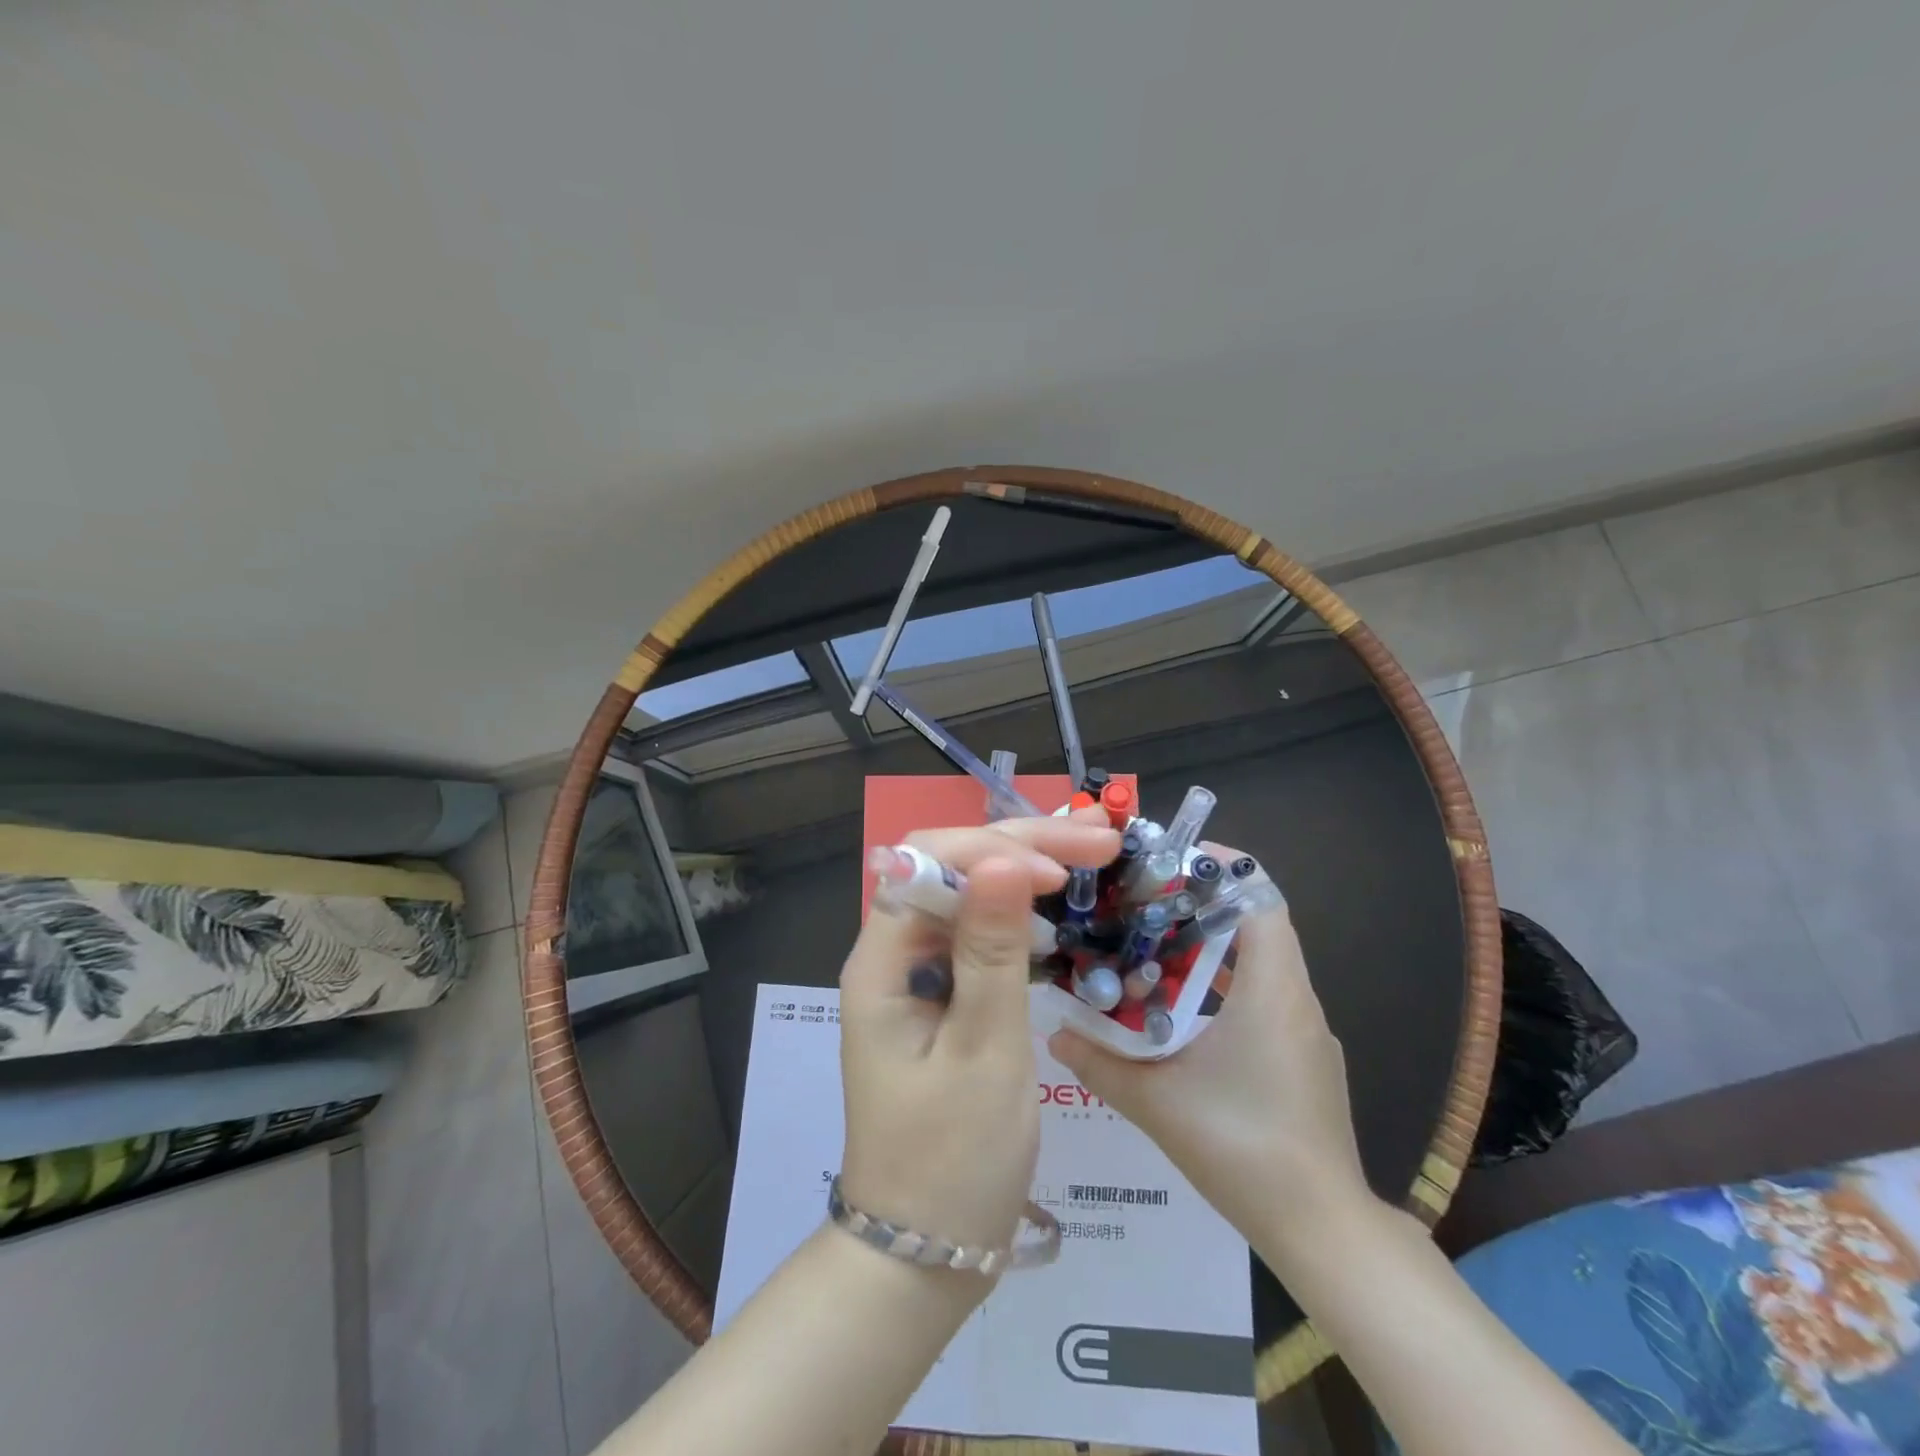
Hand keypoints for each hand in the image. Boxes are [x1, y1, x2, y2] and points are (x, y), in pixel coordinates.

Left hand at [838, 814, 1119, 1259]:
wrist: (927, 1252)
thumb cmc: (953, 1160)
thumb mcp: (983, 1051)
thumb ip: (992, 951)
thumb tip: (1001, 857)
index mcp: (882, 960)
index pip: (929, 863)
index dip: (993, 851)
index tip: (1061, 871)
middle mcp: (894, 953)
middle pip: (951, 868)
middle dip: (1021, 847)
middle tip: (1100, 840)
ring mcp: (919, 974)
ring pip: (970, 895)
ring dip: (1026, 870)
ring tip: (1091, 856)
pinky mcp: (945, 996)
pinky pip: (982, 934)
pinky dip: (1024, 915)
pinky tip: (1063, 910)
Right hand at [1047, 843, 1371, 1248]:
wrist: (1323, 1232)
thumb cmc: (1242, 1149)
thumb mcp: (1157, 1102)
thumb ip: (1099, 1062)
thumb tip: (1052, 1033)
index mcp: (1272, 991)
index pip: (1261, 899)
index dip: (1222, 870)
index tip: (1172, 860)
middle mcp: (1297, 1000)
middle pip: (1257, 924)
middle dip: (1201, 905)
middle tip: (1142, 903)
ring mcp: (1306, 1032)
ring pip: (1261, 963)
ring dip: (1211, 948)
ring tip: (1151, 947)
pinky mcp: (1305, 1060)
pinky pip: (1266, 998)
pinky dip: (1225, 985)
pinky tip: (1180, 1011)